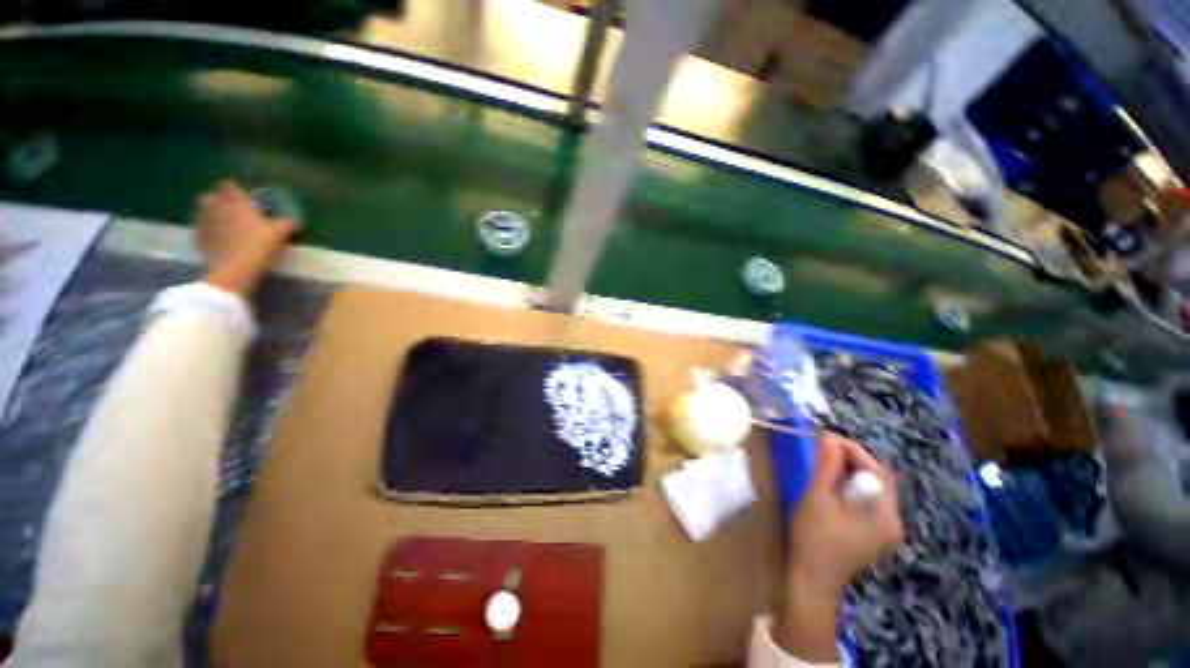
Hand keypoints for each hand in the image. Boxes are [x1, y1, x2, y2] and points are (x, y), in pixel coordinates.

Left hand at [195, 180, 294, 295]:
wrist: (237, 267)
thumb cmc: (260, 244)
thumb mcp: (281, 232)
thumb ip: (286, 222)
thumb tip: (291, 220)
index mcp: (236, 201)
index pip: (230, 187)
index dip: (236, 190)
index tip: (243, 196)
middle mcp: (216, 207)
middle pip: (210, 197)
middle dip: (218, 200)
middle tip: (230, 209)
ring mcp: (205, 223)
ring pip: (202, 212)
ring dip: (210, 215)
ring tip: (223, 224)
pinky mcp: (199, 239)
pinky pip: (201, 230)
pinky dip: (207, 231)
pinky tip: (217, 238)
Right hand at [774, 432, 901, 661]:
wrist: (811, 581)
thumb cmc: (813, 539)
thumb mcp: (816, 499)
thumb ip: (825, 467)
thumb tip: (828, 437)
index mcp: (885, 515)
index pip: (877, 470)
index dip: (852, 449)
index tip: (825, 438)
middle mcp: (892, 521)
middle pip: (877, 478)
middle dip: (850, 458)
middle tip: (822, 448)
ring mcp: (884, 530)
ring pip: (871, 488)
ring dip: (849, 470)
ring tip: (823, 461)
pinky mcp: (873, 534)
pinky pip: (866, 500)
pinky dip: (849, 485)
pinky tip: (830, 485)